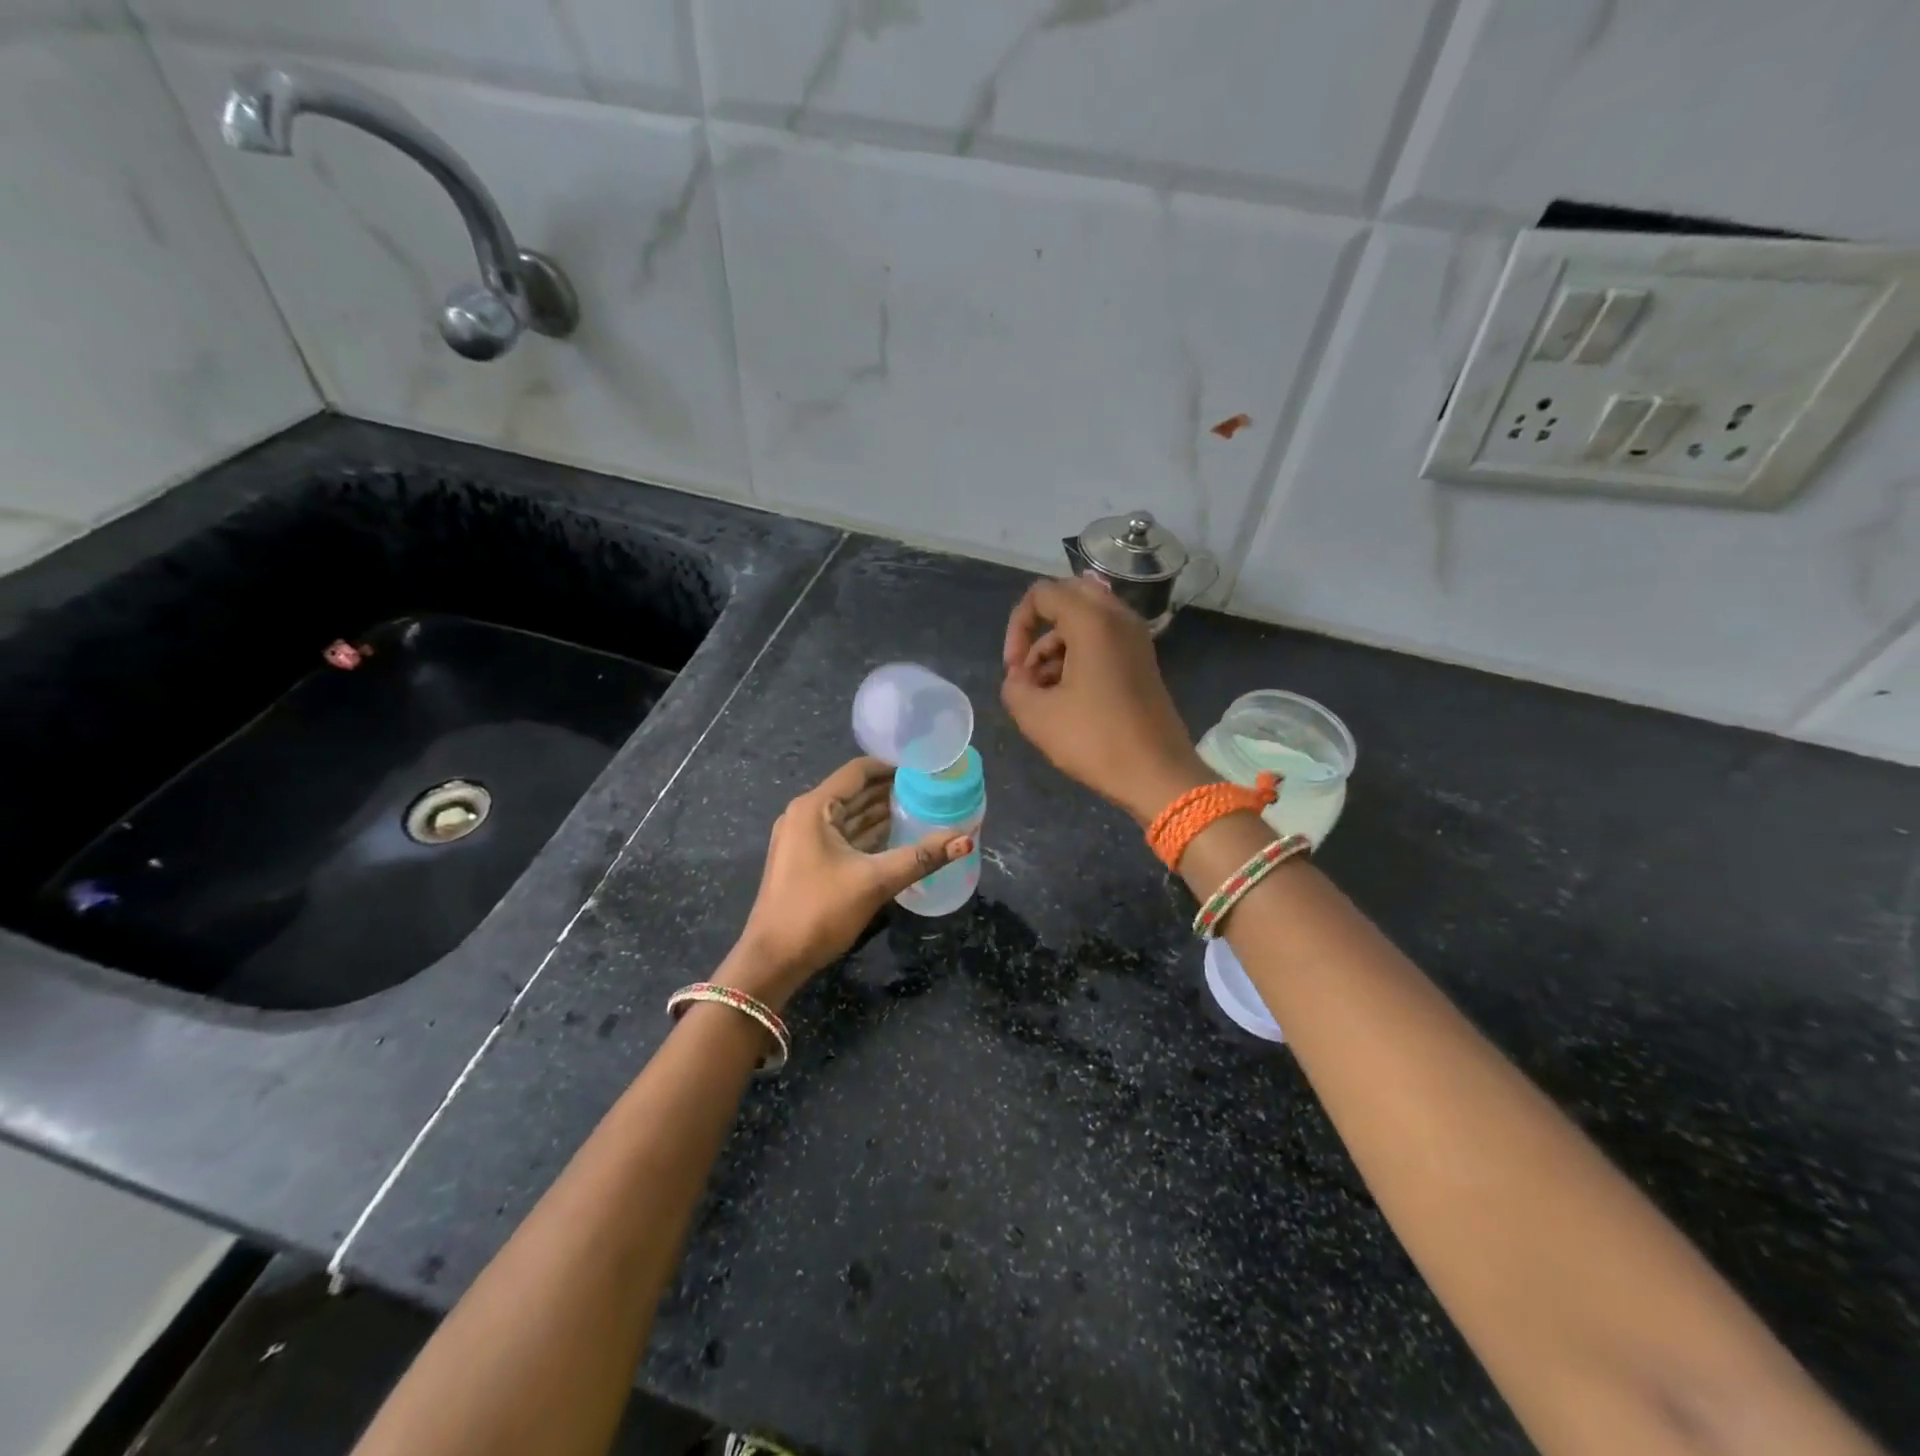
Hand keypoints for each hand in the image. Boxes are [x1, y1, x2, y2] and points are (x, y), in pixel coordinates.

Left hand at [722, 757, 972, 1008]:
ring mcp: (803, 839)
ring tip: (922, 809)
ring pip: (849, 816)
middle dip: (891, 790)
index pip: (858, 772)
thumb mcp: (875, 881)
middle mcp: (805, 815)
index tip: (926, 769)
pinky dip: (868, 834)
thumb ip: (922, 856)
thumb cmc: (819, 911)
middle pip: (854, 792)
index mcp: (814, 808)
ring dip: (881, 813)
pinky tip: (898, 837)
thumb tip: (967, 839)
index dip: (892, 767)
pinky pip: (842, 836)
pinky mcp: (806, 860)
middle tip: (932, 790)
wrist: (773, 960)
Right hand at [1001, 575, 1207, 824]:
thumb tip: (1021, 676)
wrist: (1157, 774)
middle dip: (1040, 627)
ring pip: (1085, 620)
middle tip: (1030, 668)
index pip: (1041, 594)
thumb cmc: (1094, 740)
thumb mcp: (1035, 715)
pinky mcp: (1143, 660)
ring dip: (1058, 646)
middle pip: (1068, 597)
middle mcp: (1119, 618)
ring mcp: (1136, 638)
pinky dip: (1080, 656)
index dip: (1017, 627)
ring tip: (1046, 693)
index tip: (1014, 670)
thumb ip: (1014, 684)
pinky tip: (1070, 697)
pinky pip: (1104, 639)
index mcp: (1092, 621)